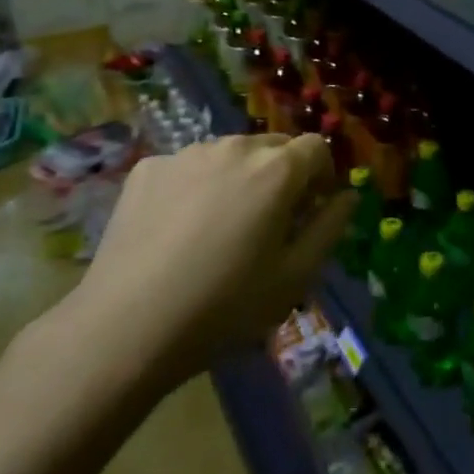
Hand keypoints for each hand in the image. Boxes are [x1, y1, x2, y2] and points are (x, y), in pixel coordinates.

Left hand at [60, 134, 354, 384]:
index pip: (315, 148)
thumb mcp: (295, 278)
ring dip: (237, 178)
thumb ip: (330, 228)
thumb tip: (346, 196)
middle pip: (272, 146)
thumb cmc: (224, 307)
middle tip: (266, 224)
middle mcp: (234, 146)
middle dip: (281, 175)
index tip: (310, 211)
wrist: (127, 327)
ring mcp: (187, 153)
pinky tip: (177, 230)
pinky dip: (194, 187)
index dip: (321, 176)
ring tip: (218, 228)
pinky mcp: (148, 167)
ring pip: (228, 155)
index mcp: (276, 169)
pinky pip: (187, 167)